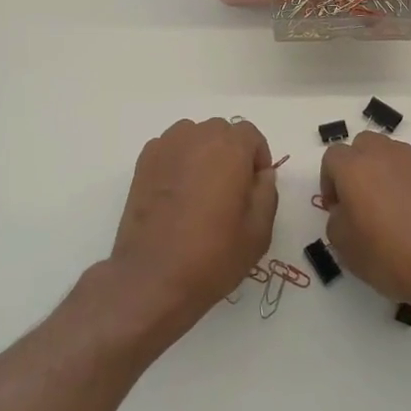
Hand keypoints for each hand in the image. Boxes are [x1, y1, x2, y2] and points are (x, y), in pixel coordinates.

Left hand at [108, 117, 277, 330]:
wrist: (153, 277)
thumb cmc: (213, 254)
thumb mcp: (259, 230)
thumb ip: (267, 192)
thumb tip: (261, 174)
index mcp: (229, 147)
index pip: (251, 135)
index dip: (258, 158)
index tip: (255, 187)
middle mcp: (196, 136)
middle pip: (221, 132)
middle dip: (231, 154)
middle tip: (230, 192)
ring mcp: (165, 147)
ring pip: (193, 138)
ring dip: (203, 155)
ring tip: (201, 192)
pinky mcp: (143, 164)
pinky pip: (170, 151)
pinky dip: (178, 163)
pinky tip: (176, 197)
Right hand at [320, 133, 410, 315]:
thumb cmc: (391, 257)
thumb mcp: (345, 248)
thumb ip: (336, 220)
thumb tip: (347, 210)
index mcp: (355, 167)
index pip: (332, 157)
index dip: (329, 181)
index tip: (335, 208)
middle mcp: (384, 154)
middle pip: (362, 145)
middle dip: (355, 167)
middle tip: (357, 201)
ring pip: (389, 154)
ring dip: (381, 171)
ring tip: (386, 208)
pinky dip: (405, 182)